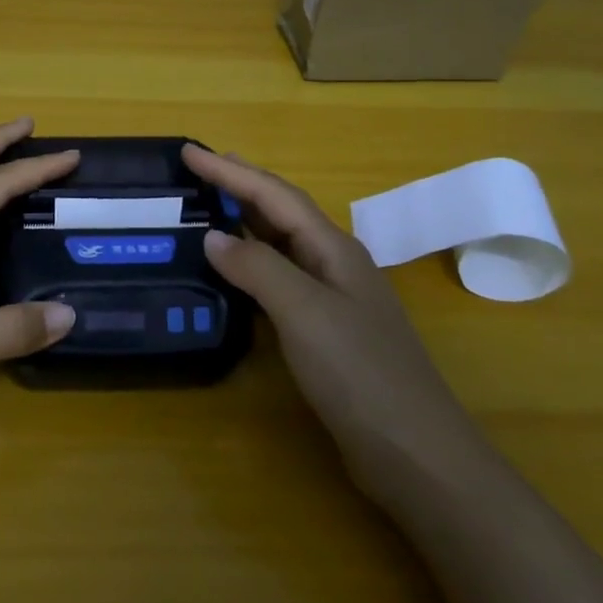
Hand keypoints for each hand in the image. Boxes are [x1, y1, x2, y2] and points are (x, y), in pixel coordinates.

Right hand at [182, 144, 480, 491]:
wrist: (414, 451)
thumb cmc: (359, 372)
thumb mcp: (304, 312)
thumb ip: (258, 268)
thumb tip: (213, 236)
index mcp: (334, 249)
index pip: (275, 195)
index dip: (230, 172)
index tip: (189, 151)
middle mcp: (335, 264)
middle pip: (283, 212)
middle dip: (242, 185)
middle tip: (202, 167)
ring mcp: (334, 299)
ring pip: (283, 245)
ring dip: (247, 221)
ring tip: (212, 207)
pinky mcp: (327, 332)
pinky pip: (281, 279)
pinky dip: (253, 263)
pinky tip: (236, 272)